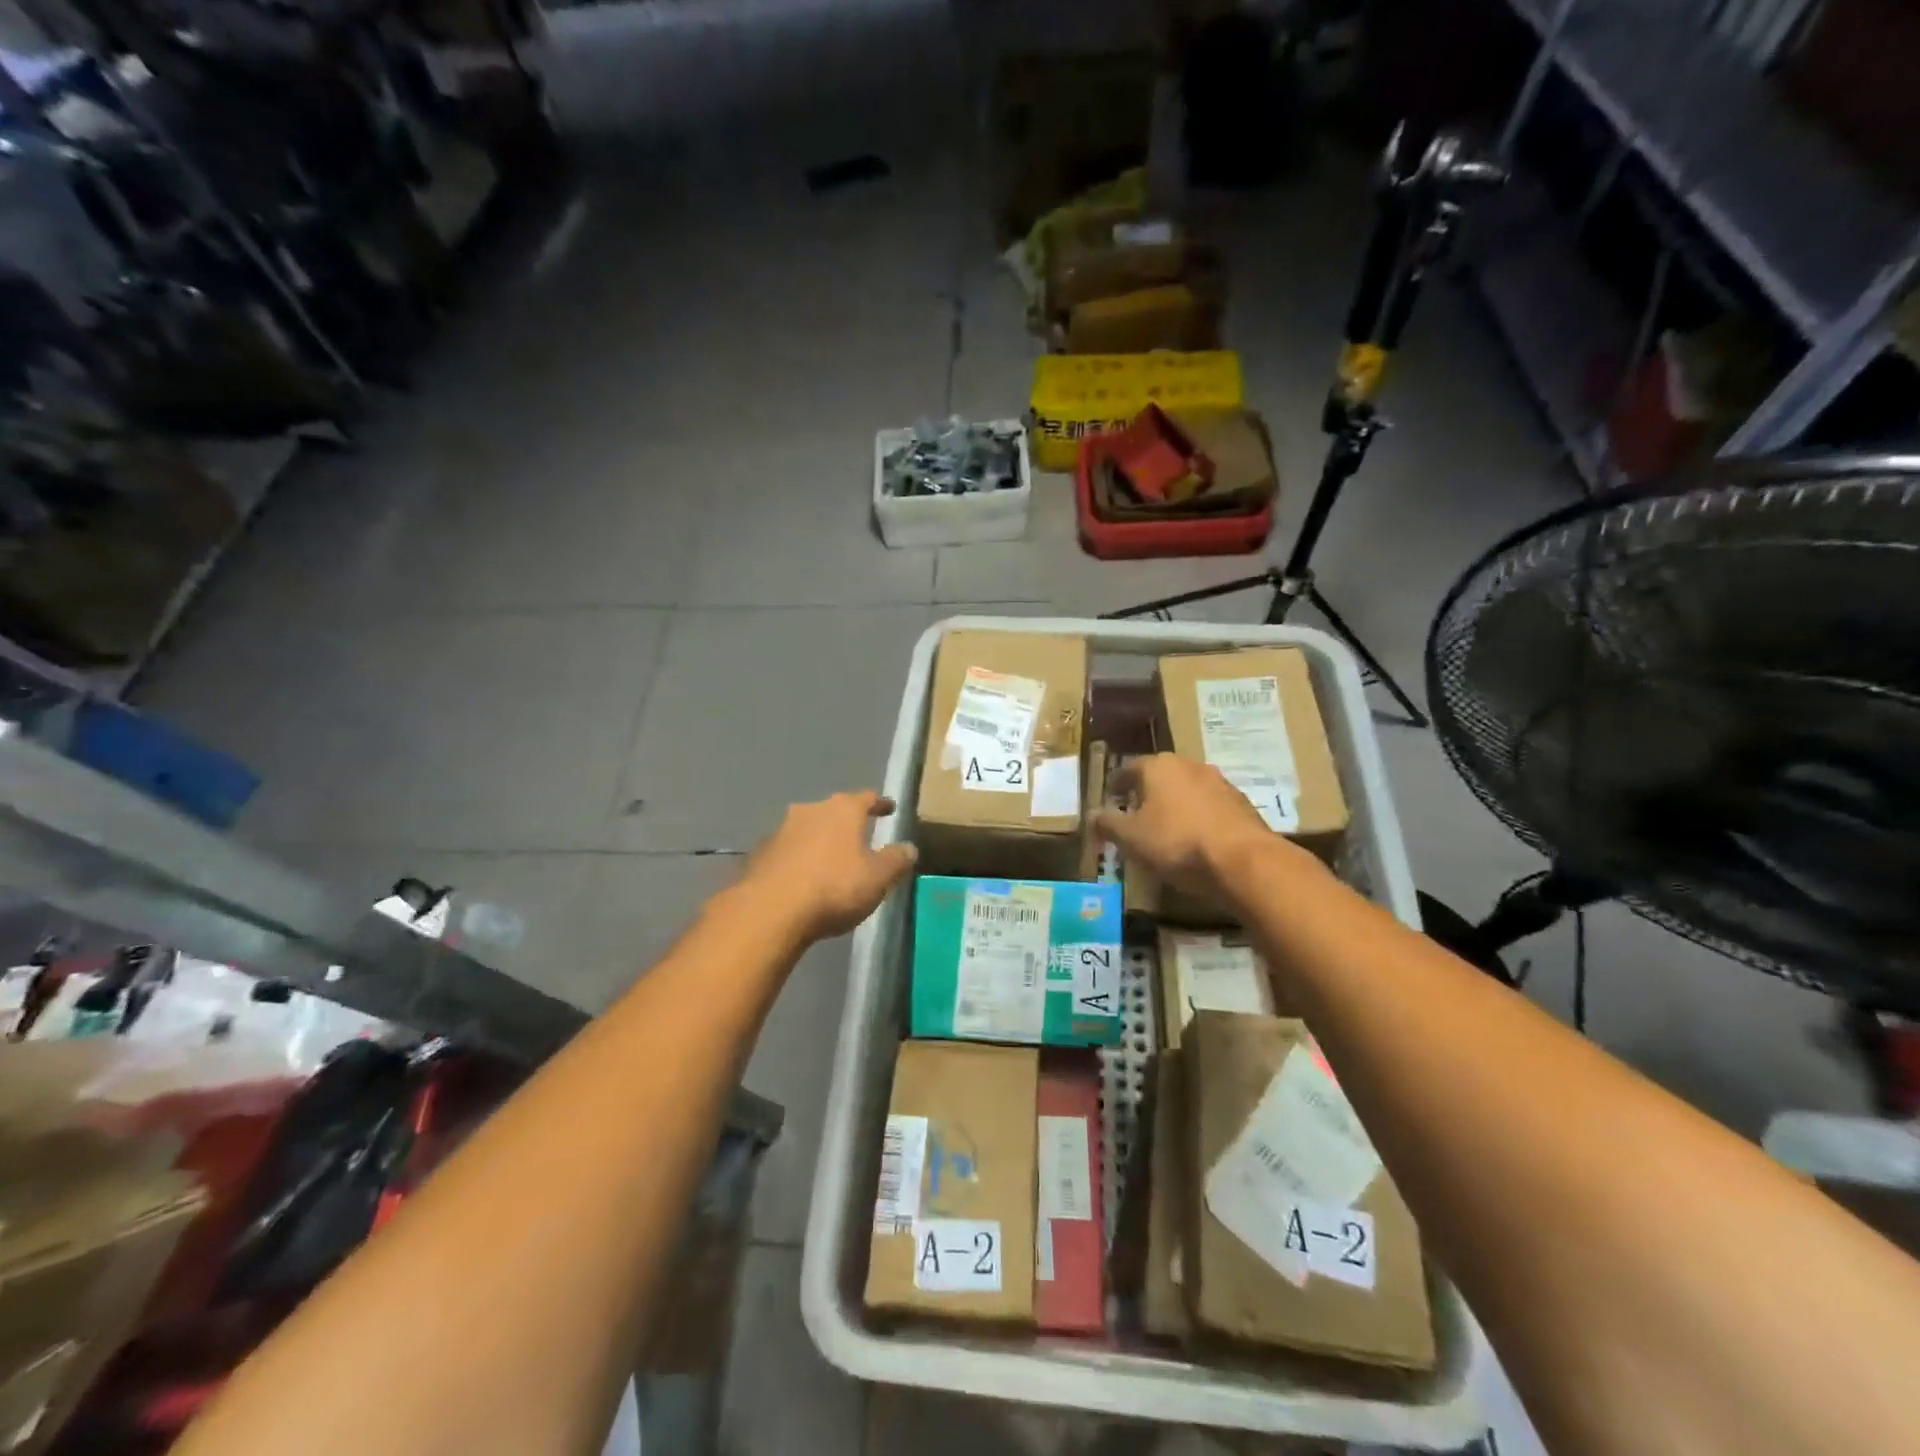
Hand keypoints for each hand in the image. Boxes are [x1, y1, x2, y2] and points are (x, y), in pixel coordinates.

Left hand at [738, 791, 917, 943]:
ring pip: (807, 830)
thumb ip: (896, 860)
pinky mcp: (759, 854)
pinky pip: (786, 851)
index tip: (889, 808)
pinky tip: (801, 879)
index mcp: (842, 810)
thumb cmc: (833, 888)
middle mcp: (810, 810)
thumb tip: (909, 848)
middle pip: (833, 811)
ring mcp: (780, 830)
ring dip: (819, 841)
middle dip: (846, 823)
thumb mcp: (878, 878)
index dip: (880, 803)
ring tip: (830, 861)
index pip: (866, 798)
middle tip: (859, 837)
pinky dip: (797, 860)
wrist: (769, 912)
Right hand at [1094, 754, 1293, 899]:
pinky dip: (1198, 819)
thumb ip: (1108, 824)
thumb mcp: (1130, 838)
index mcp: (1158, 766)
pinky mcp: (1242, 805)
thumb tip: (1090, 815)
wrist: (1243, 861)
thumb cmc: (1176, 842)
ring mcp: (1220, 783)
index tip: (1110, 798)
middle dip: (1147, 793)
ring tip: (1166, 829)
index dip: (1117, 784)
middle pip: (1160, 776)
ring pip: (1188, 791)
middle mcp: (1190, 765)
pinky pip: (1210, 808)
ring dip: (1175, 805)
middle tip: (1135, 814)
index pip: (1129, 769)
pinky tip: (1195, 840)